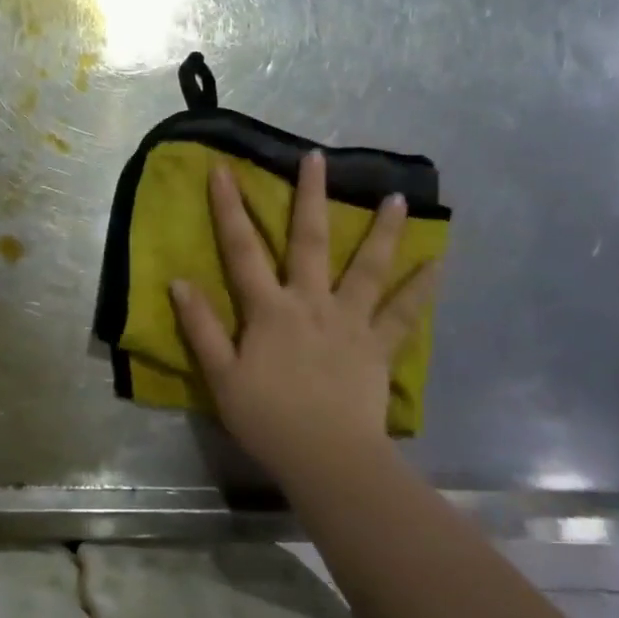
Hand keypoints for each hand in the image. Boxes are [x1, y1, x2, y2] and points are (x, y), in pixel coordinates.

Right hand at [169, 150, 439, 486]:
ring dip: (382, 231)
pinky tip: (439, 262)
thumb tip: (179, 282)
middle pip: (310, 240)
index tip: (223, 169)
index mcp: (269, 309)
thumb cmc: (268, 419)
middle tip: (317, 157)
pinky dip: (423, 288)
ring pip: (367, 268)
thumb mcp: (221, 377)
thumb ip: (201, 328)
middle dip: (310, 195)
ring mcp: (350, 321)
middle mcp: (310, 302)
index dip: (230, 208)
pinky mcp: (378, 346)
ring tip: (397, 197)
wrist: (328, 461)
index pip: (242, 249)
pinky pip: (404, 313)